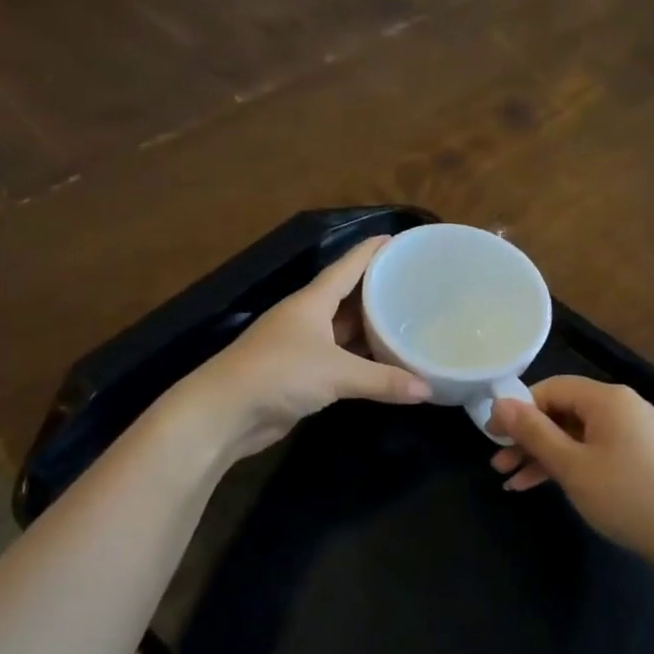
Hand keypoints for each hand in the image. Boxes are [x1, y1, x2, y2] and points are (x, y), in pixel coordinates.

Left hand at [178, 236, 429, 461]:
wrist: (225, 413)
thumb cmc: (279, 374)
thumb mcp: (336, 373)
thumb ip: (382, 381)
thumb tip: (428, 390)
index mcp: (311, 301)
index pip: (347, 266)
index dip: (371, 251)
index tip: (398, 240)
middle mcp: (307, 318)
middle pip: (348, 297)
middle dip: (378, 290)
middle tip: (415, 285)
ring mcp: (301, 346)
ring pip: (344, 330)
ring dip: (370, 327)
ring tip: (407, 321)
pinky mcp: (300, 375)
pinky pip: (339, 359)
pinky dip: (361, 359)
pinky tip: (384, 362)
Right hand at [488, 376, 653, 563]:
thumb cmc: (624, 495)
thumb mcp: (571, 465)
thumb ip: (533, 432)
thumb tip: (498, 403)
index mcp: (607, 399)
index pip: (551, 388)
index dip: (518, 409)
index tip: (492, 435)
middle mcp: (620, 407)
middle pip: (561, 411)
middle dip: (526, 437)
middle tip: (497, 461)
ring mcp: (629, 432)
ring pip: (573, 434)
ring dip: (540, 454)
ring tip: (508, 479)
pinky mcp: (634, 456)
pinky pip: (590, 450)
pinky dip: (564, 464)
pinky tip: (536, 484)